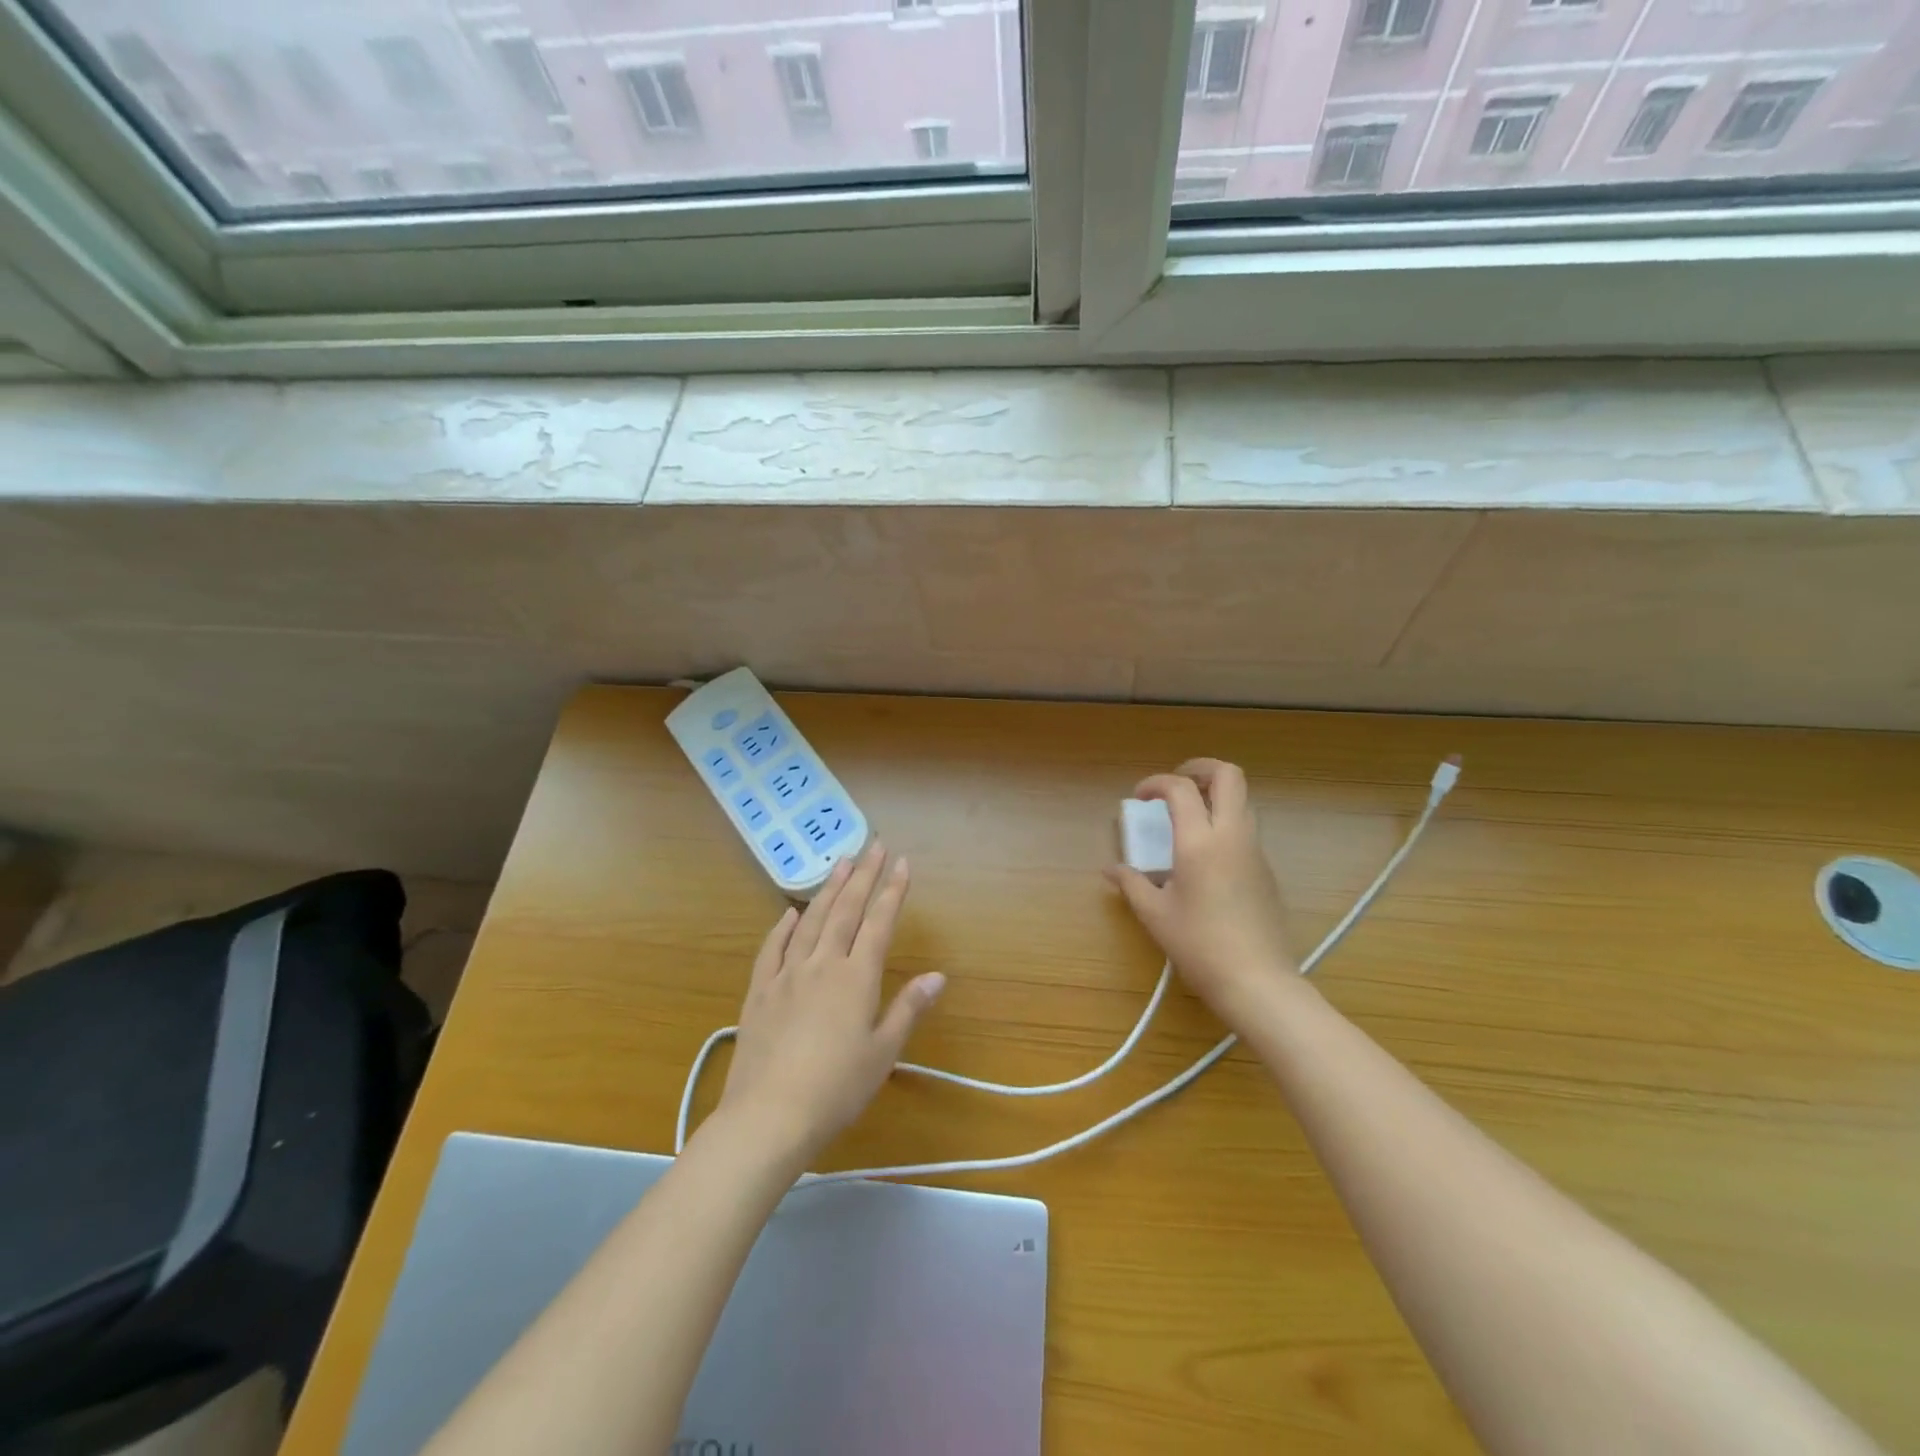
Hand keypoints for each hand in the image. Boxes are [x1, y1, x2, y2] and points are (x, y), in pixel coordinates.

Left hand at [719, 841, 945, 1164]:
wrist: (768, 1116)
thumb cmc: (836, 1089)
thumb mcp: (882, 1053)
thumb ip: (908, 1008)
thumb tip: (937, 976)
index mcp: (856, 978)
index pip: (879, 923)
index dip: (892, 891)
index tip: (901, 862)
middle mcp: (822, 965)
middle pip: (846, 911)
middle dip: (863, 876)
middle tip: (874, 846)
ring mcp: (786, 975)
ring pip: (811, 921)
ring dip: (828, 889)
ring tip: (841, 863)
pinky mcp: (759, 991)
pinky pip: (772, 948)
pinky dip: (783, 927)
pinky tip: (790, 913)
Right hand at [1107, 758, 1298, 1027]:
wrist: (1257, 980)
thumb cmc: (1199, 945)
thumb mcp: (1155, 914)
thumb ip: (1131, 884)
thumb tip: (1111, 870)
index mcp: (1200, 841)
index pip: (1180, 788)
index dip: (1156, 783)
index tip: (1139, 797)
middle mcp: (1232, 835)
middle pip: (1228, 775)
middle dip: (1200, 768)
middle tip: (1174, 784)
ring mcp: (1254, 850)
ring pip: (1242, 799)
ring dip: (1214, 795)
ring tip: (1187, 816)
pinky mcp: (1266, 869)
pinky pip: (1246, 827)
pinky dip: (1224, 821)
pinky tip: (1204, 853)